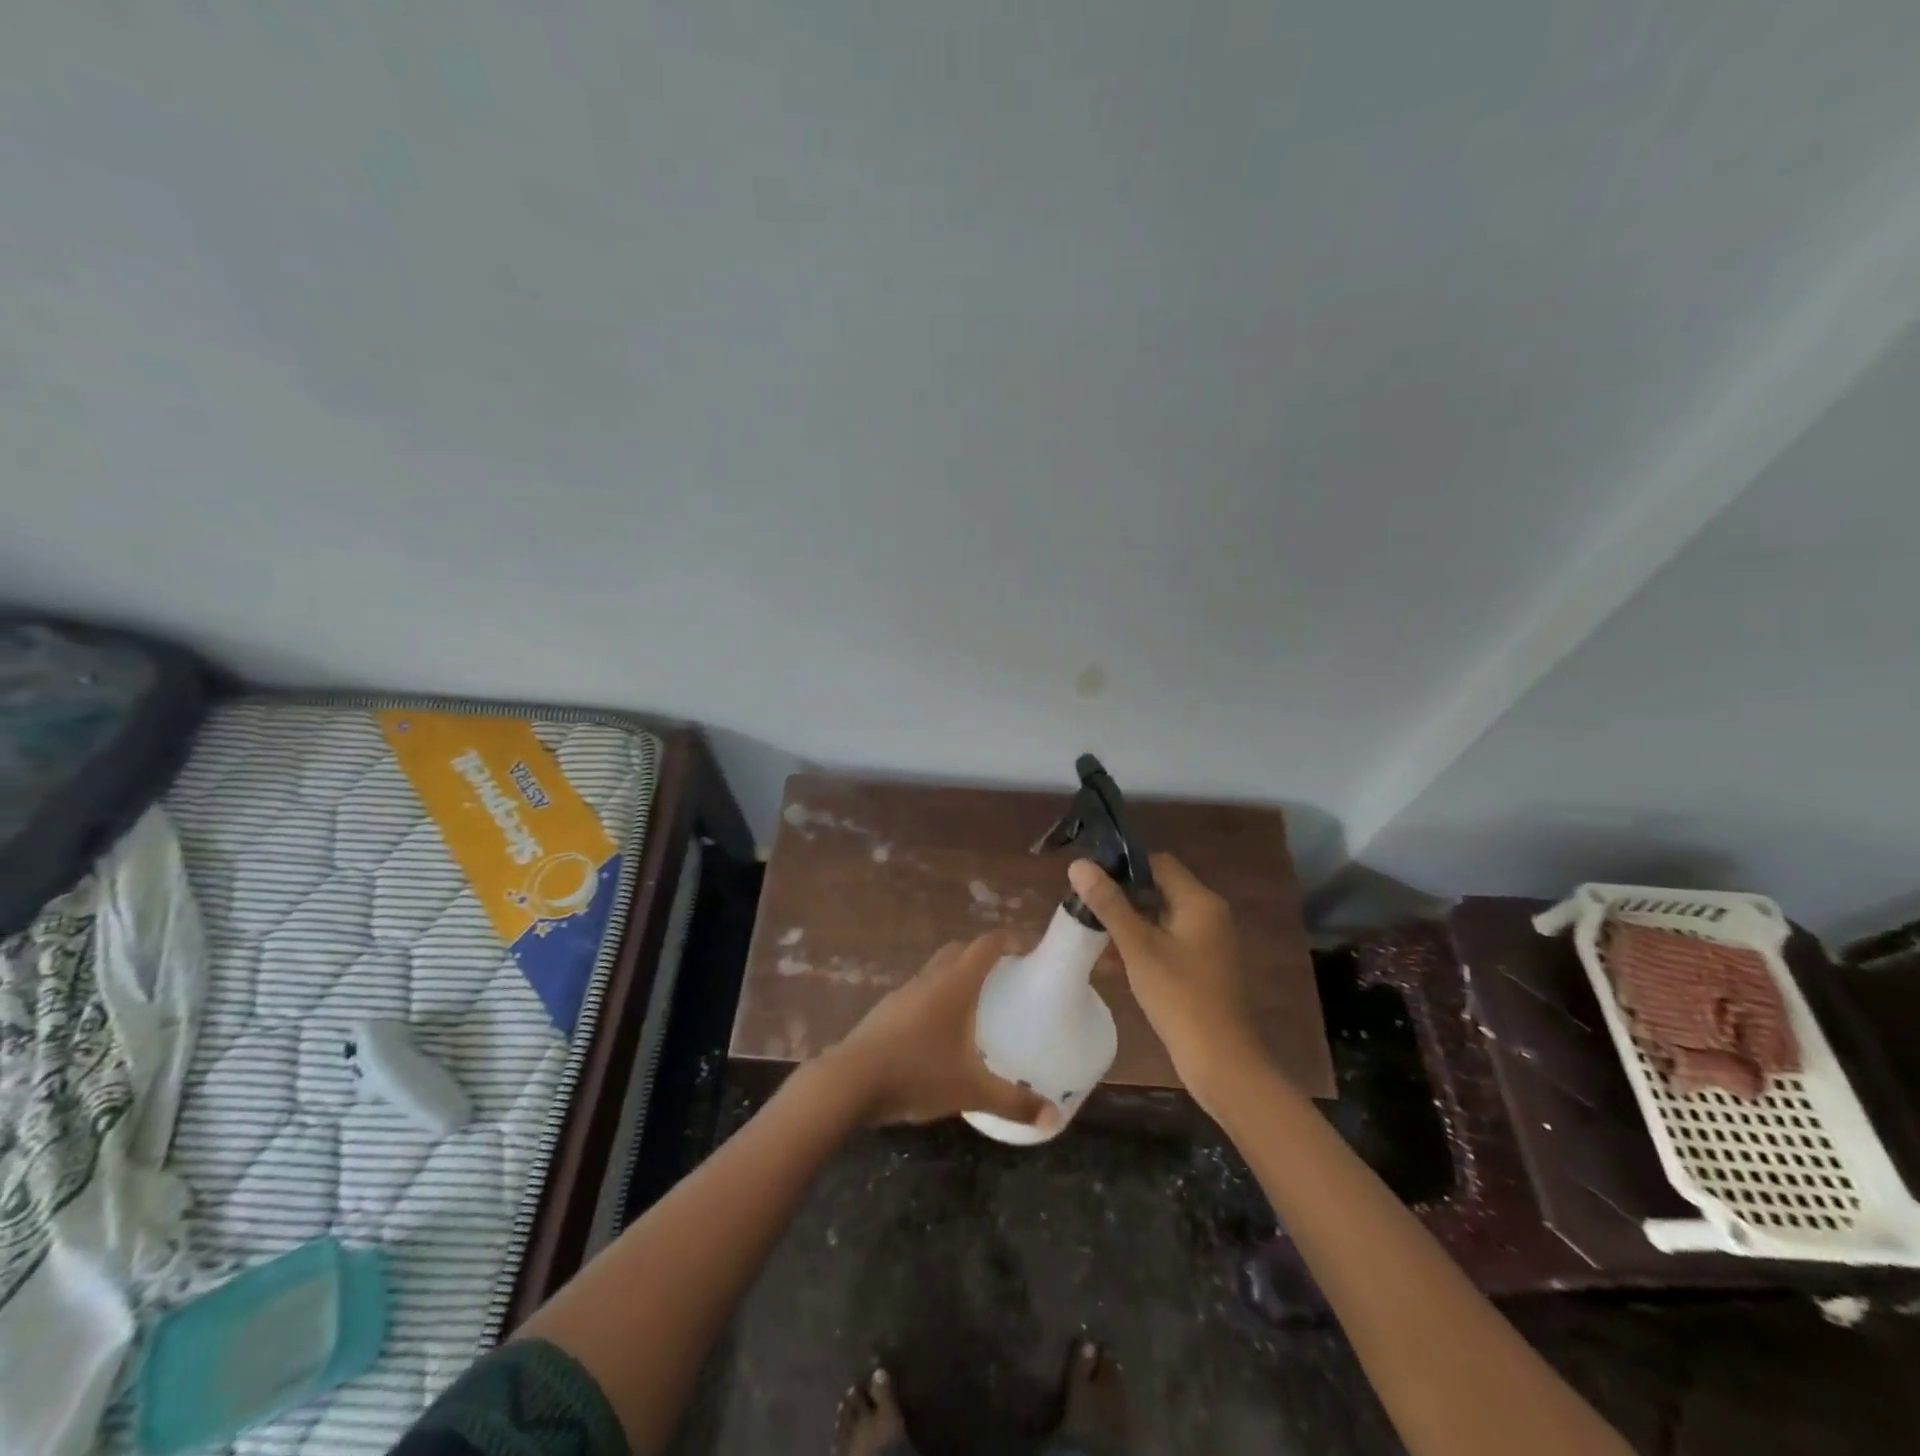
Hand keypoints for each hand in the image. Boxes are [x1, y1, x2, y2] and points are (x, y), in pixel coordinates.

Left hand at [824, 931, 1051, 1127]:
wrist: (848, 1081)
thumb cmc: (916, 1073)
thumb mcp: (970, 1090)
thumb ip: (1013, 1102)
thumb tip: (1054, 1118)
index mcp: (954, 984)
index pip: (986, 945)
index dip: (1009, 940)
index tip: (1028, 949)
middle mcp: (929, 979)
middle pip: (959, 950)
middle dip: (983, 955)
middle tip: (1005, 975)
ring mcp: (903, 993)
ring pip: (935, 970)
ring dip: (956, 975)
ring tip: (975, 1004)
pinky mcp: (885, 1011)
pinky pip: (918, 992)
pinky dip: (935, 997)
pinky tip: (940, 1031)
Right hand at [1068, 854, 1269, 1113]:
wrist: (1221, 1061)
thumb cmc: (1180, 997)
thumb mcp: (1138, 947)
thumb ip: (1109, 904)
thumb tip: (1079, 864)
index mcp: (1199, 901)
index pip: (1157, 863)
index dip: (1122, 865)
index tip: (1089, 877)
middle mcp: (1208, 914)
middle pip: (1158, 888)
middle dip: (1120, 895)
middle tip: (1084, 904)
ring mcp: (1206, 942)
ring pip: (1159, 917)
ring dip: (1127, 922)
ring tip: (1090, 931)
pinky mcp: (1201, 965)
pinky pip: (1166, 941)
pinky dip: (1140, 943)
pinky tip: (1110, 960)